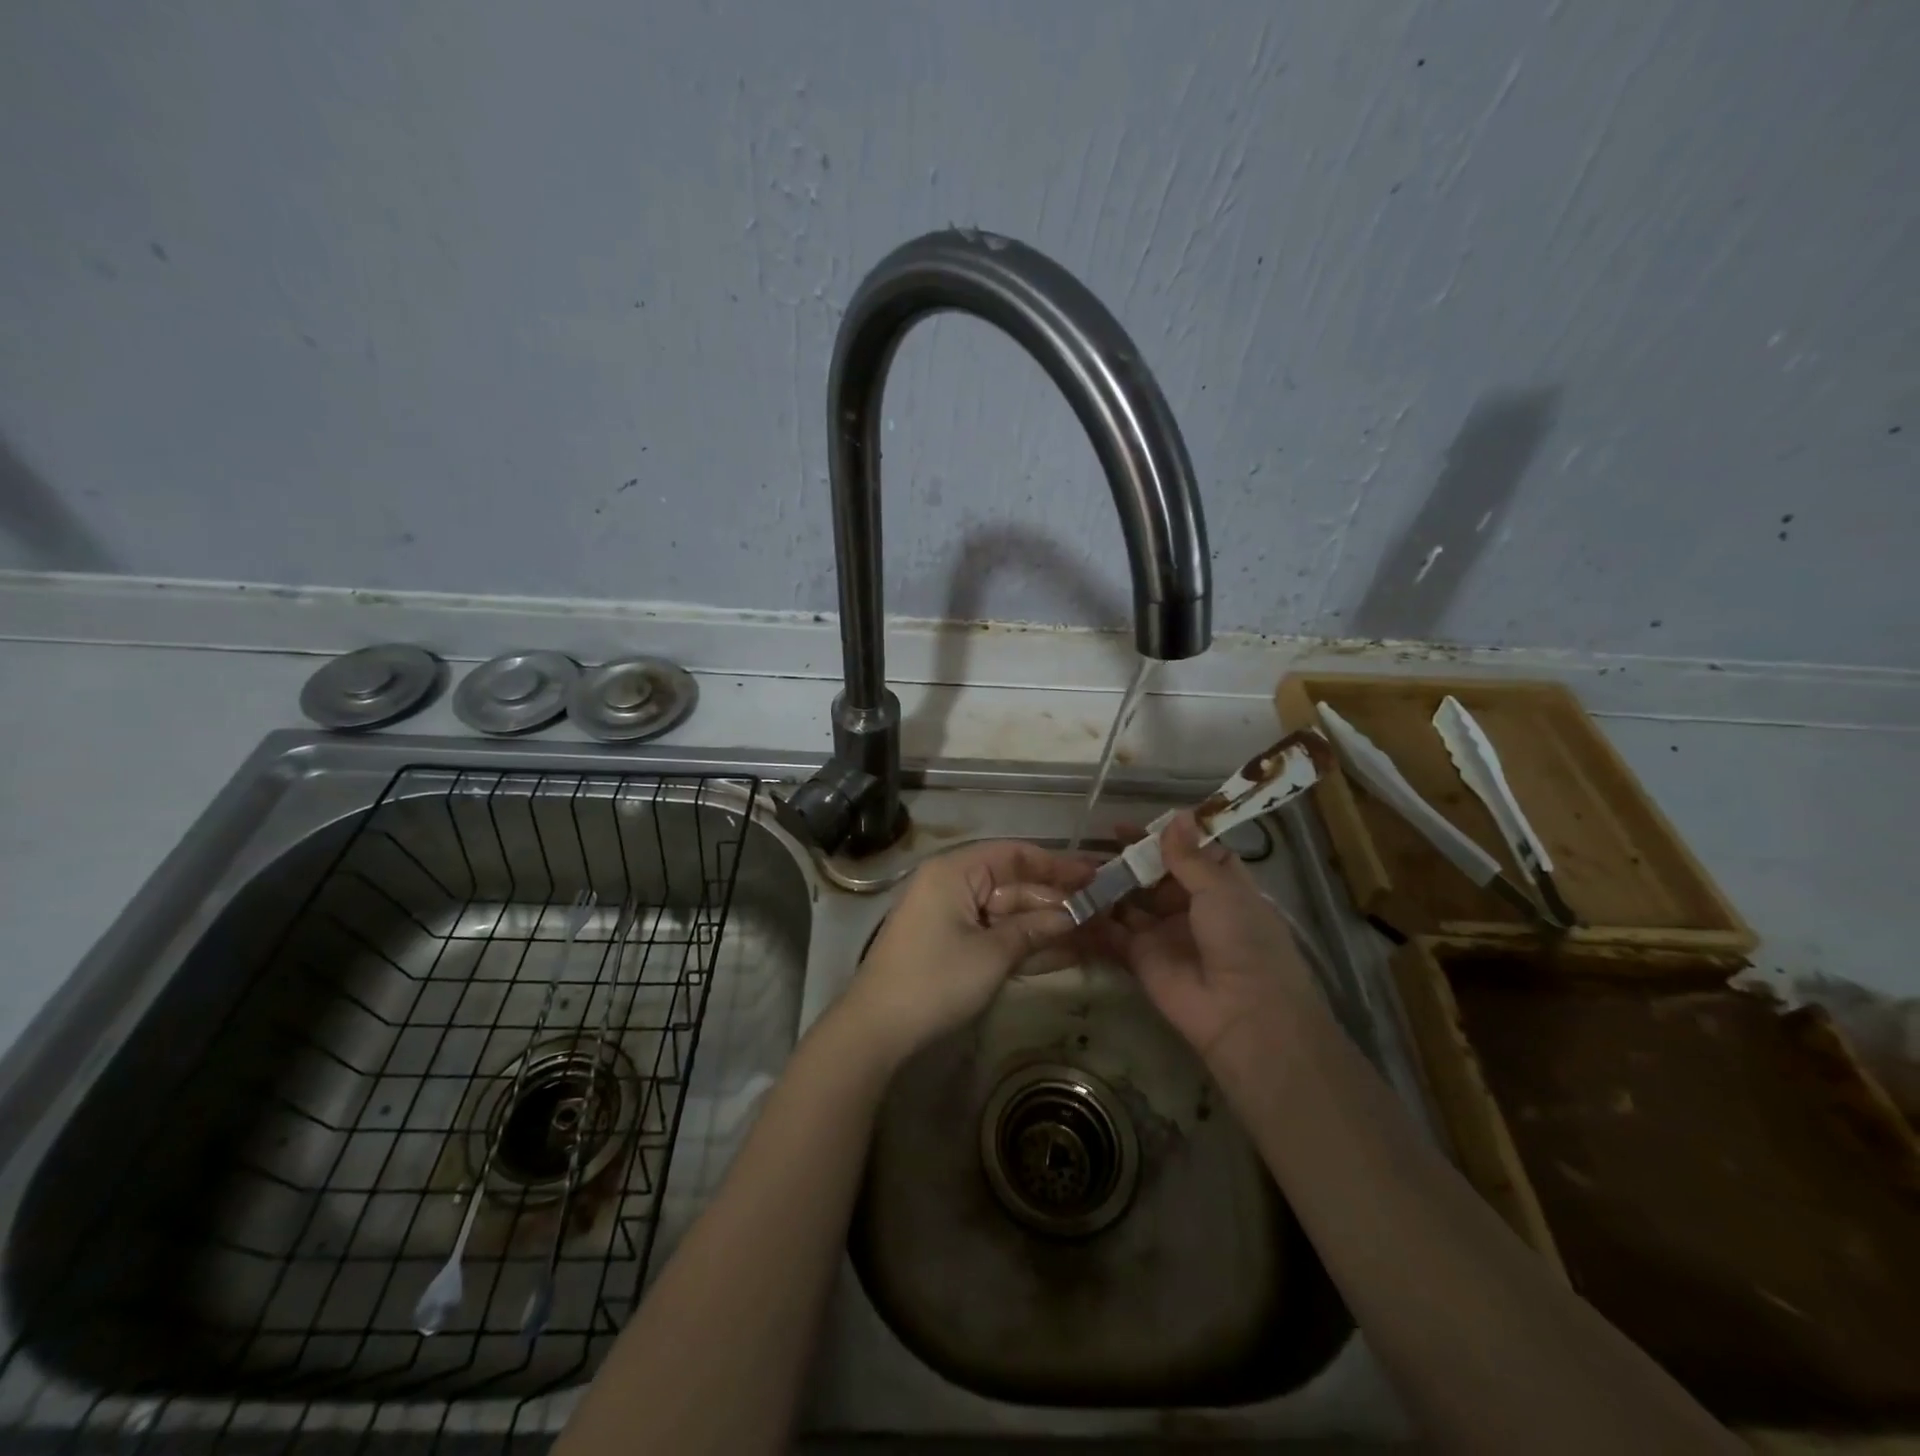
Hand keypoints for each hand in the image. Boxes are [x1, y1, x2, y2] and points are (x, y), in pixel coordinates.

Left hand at [835, 840, 1097, 1067]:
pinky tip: (1066, 952)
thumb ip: (1035, 929)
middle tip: (1105, 913)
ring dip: (1048, 925)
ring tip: (1097, 933)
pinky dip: (1025, 943)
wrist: (877, 1029)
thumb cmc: (935, 980)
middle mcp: (953, 885)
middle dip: (1058, 901)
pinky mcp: (953, 946)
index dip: (1057, 865)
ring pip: (1009, 913)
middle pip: (1015, 885)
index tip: (1095, 876)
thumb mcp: (992, 954)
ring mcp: (952, 917)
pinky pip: (996, 935)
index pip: (1015, 854)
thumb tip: (1075, 916)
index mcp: (956, 871)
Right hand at [1095, 812, 1319, 1064]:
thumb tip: (1176, 816)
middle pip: (1155, 876)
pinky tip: (1071, 897)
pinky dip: (1094, 918)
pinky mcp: (1140, 958)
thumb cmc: (1242, 940)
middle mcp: (1192, 907)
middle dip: (1130, 858)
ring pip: (1131, 901)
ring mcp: (1164, 933)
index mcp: (1222, 887)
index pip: (1192, 854)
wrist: (1241, 1012)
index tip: (1139, 823)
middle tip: (1098, 841)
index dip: (1167, 838)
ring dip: (1108, 884)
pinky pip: (1113, 933)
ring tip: (1077, 864)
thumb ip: (1189, 857)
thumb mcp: (1220, 890)